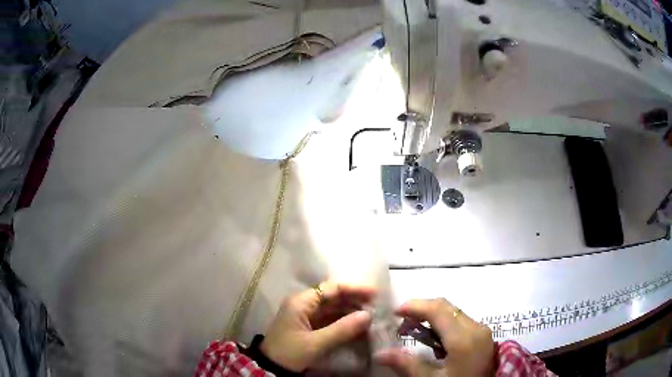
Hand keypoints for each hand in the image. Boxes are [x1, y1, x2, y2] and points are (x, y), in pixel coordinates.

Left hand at [260, 282, 375, 371]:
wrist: (271, 368)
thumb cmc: (290, 352)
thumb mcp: (316, 343)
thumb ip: (342, 329)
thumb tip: (368, 315)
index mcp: (301, 302)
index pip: (331, 288)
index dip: (353, 289)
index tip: (374, 294)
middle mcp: (304, 304)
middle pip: (333, 297)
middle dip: (354, 301)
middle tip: (377, 307)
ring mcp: (306, 316)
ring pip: (333, 309)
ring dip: (351, 312)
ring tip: (372, 316)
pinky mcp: (309, 327)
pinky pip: (330, 320)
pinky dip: (344, 322)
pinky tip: (359, 326)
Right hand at [375, 298, 495, 376]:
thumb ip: (407, 365)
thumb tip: (379, 353)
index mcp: (463, 339)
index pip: (437, 310)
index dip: (415, 306)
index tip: (394, 312)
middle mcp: (475, 327)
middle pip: (446, 306)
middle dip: (421, 309)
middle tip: (401, 323)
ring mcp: (482, 330)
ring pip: (453, 311)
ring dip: (432, 315)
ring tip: (414, 330)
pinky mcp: (483, 334)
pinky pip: (461, 320)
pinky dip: (443, 322)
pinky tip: (434, 338)